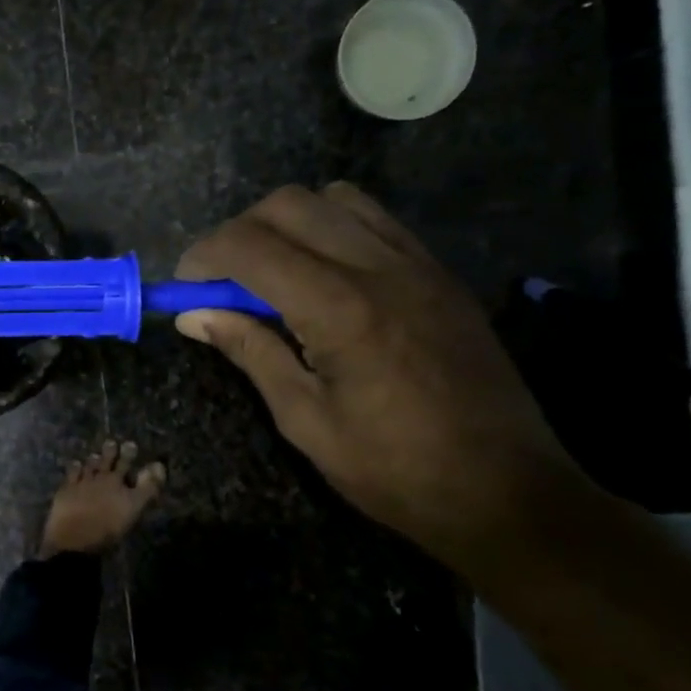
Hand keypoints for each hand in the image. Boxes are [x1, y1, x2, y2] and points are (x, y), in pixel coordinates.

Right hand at [174, 183, 582, 561]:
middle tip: (221, 282)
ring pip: (333, 199)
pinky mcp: (439, 273)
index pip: (250, 246)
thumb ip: (249, 351)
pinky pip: (374, 220)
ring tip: (272, 273)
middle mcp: (379, 267)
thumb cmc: (393, 469)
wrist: (507, 492)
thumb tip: (192, 315)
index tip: (183, 287)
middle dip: (238, 232)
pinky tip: (323, 275)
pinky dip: (332, 228)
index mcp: (339, 308)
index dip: (202, 257)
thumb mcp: (304, 419)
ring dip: (287, 223)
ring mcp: (417, 263)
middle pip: (288, 204)